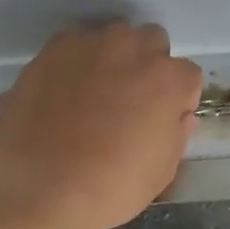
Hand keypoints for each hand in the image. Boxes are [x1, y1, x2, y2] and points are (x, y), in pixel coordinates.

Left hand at [0, 22, 201, 228]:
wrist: (42, 190)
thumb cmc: (113, 187)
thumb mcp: (163, 170)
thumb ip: (177, 132)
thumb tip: (178, 116)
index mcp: (168, 79)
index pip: (188, 76)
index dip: (178, 99)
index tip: (164, 120)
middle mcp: (132, 49)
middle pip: (152, 42)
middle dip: (148, 65)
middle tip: (131, 101)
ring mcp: (88, 45)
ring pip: (111, 38)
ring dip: (112, 59)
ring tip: (94, 95)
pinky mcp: (50, 51)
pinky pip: (73, 47)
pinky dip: (75, 64)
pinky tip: (64, 95)